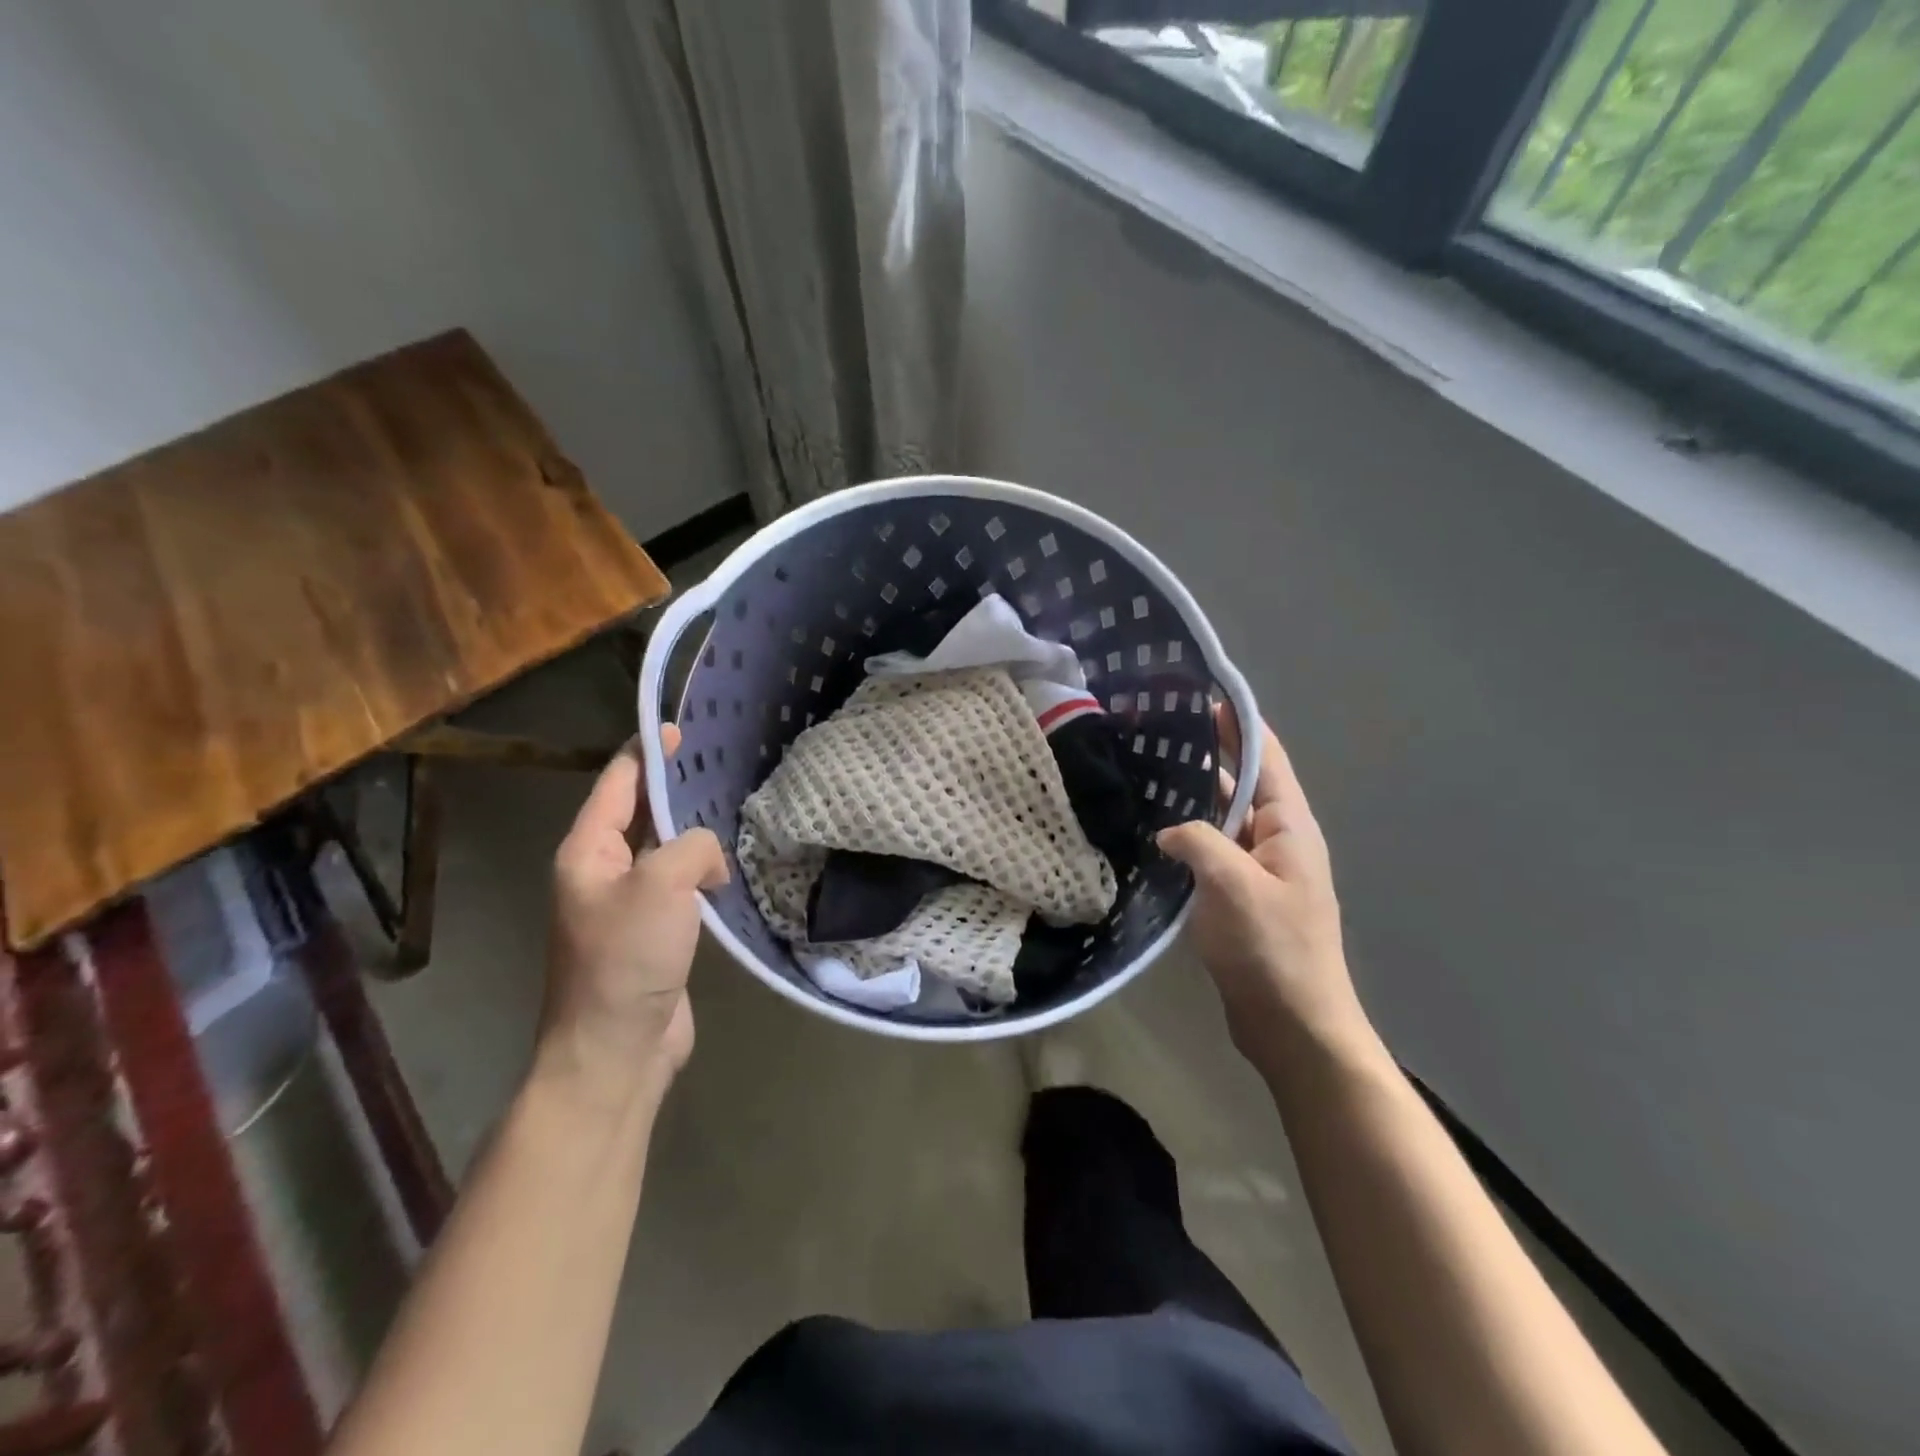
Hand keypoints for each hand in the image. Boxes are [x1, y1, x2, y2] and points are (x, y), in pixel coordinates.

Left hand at [538, 726, 728, 1111]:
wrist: (615, 1049)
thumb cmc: (626, 959)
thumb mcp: (661, 885)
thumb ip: (691, 846)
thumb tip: (710, 859)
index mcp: (588, 850)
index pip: (617, 782)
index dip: (648, 751)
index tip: (682, 727)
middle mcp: (603, 871)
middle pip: (641, 813)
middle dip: (677, 788)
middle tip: (724, 765)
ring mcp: (628, 904)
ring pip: (665, 851)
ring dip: (695, 834)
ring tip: (736, 810)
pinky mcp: (655, 933)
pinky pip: (681, 886)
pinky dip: (704, 871)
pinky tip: (733, 866)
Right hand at [1157, 709, 1370, 1075]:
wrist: (1293, 1027)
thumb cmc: (1274, 951)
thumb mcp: (1235, 886)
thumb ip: (1199, 842)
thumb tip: (1168, 830)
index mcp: (1290, 828)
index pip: (1266, 758)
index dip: (1238, 724)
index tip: (1202, 693)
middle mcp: (1276, 840)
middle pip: (1241, 783)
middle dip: (1206, 754)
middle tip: (1156, 731)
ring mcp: (1256, 870)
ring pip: (1220, 819)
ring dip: (1190, 797)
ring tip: (1144, 773)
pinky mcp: (1236, 897)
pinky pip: (1208, 852)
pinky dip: (1184, 838)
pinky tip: (1150, 833)